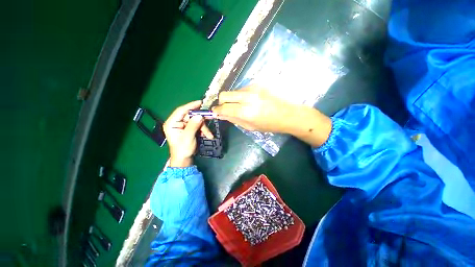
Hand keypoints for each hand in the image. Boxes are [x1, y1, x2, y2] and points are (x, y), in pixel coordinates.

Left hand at [163, 100, 213, 166]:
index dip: (190, 106)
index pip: (181, 111)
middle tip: (210, 118)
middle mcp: (177, 122)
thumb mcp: (188, 137)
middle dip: (201, 120)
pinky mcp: (189, 128)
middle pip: (191, 116)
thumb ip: (193, 126)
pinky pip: (198, 125)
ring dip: (204, 127)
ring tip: (208, 135)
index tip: (200, 103)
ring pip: (196, 121)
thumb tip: (200, 116)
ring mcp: (184, 125)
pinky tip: (207, 135)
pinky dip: (203, 130)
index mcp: (172, 123)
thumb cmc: (183, 149)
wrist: (184, 159)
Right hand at [213, 85, 332, 146]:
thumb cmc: (270, 124)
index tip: (215, 112)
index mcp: (245, 112)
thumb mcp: (250, 127)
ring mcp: (253, 88)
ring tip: (242, 105)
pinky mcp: (258, 84)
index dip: (217, 110)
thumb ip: (234, 119)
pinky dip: (242, 95)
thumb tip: (222, 114)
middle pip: (224, 94)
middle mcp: (247, 97)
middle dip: (221, 102)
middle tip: (226, 108)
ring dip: (233, 98)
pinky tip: (250, 101)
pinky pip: (243, 89)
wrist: (289, 114)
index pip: (223, 108)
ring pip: (234, 91)